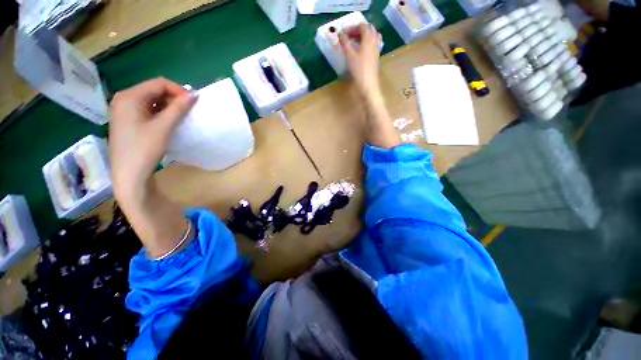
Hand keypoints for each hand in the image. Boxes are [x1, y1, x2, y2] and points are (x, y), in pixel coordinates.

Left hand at [109, 77, 196, 200]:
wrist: (129, 174)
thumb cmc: (144, 149)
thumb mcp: (163, 127)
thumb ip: (178, 108)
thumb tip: (194, 95)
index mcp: (129, 97)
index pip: (159, 83)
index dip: (179, 91)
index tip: (193, 104)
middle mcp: (124, 99)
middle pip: (154, 90)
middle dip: (173, 98)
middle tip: (188, 112)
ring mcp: (123, 110)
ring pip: (151, 100)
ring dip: (168, 106)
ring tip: (179, 118)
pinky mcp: (127, 120)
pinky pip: (146, 109)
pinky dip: (160, 113)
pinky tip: (167, 123)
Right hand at [339, 23, 382, 101]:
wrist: (368, 86)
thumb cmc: (359, 70)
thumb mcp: (350, 56)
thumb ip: (345, 43)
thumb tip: (340, 34)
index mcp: (368, 39)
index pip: (363, 26)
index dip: (353, 27)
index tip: (344, 33)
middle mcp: (374, 43)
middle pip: (369, 30)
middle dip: (358, 30)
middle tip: (349, 36)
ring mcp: (376, 51)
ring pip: (372, 38)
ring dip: (363, 37)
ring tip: (354, 42)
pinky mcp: (375, 59)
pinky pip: (372, 46)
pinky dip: (366, 44)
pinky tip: (360, 51)